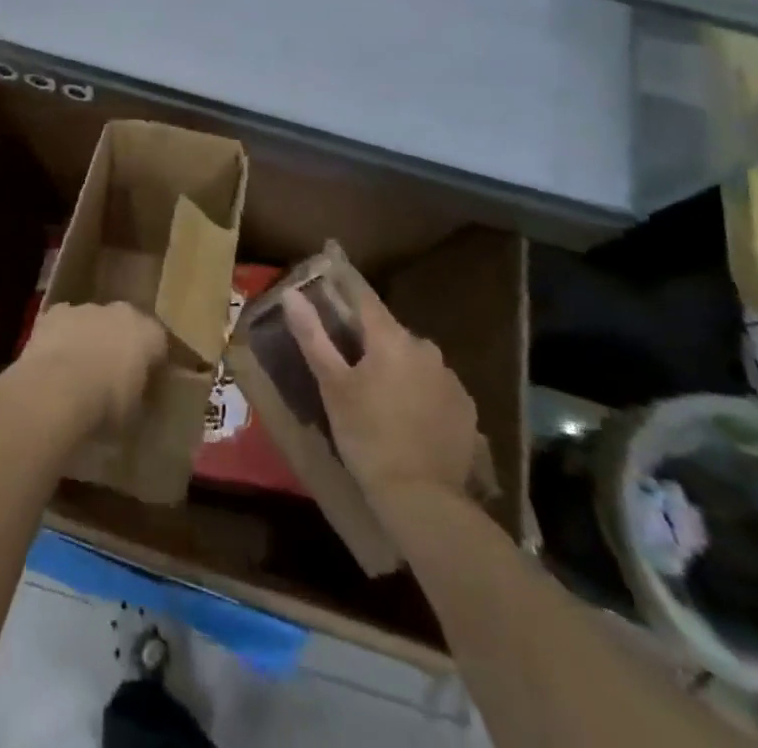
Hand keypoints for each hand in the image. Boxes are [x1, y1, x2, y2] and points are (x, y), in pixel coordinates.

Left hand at [18, 302, 167, 436]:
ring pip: (93, 321)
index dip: (152, 365)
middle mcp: (121, 312)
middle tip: (112, 375)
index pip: (159, 345)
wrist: (58, 389)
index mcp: (149, 333)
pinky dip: (61, 337)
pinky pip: (62, 323)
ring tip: (79, 372)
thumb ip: (142, 398)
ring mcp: (86, 309)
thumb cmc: (107, 405)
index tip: (145, 386)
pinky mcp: (55, 313)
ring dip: (90, 338)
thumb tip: (138, 399)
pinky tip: (53, 361)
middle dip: (120, 345)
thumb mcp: (136, 414)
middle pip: (125, 325)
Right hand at [281, 275, 477, 503]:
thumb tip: (292, 294)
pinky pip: (433, 386)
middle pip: (389, 331)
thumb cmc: (367, 435)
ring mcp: (450, 380)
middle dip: (368, 337)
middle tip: (346, 357)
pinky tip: (405, 415)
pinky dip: (417, 390)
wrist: (424, 500)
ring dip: (394, 365)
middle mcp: (426, 349)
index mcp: (391, 338)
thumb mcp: (332, 385)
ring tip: (375, 392)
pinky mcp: (466, 410)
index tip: (331, 257)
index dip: (344, 279)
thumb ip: (313, 336)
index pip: (364, 296)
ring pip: (412, 359)